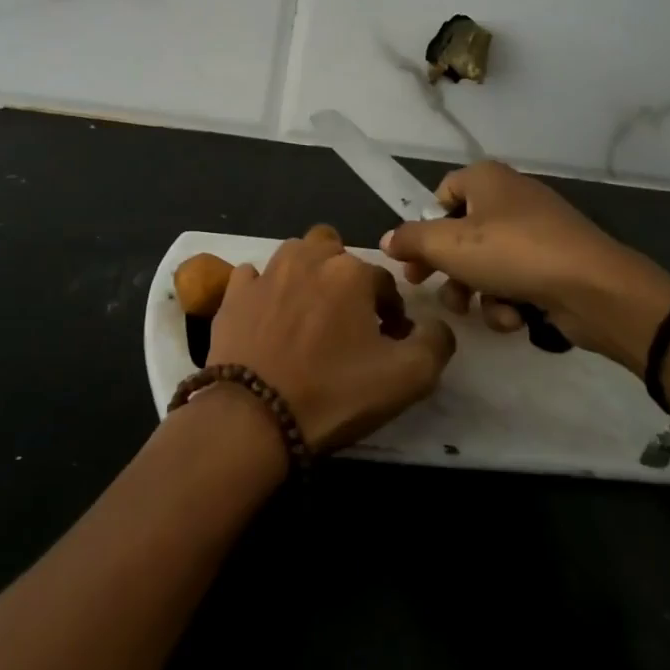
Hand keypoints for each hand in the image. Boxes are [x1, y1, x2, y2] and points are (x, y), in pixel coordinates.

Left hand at [205, 233, 455, 454]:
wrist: (254, 416)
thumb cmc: (333, 393)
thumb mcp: (407, 378)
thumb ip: (435, 342)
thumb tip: (435, 324)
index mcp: (351, 271)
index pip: (384, 282)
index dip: (391, 312)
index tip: (388, 343)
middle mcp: (307, 258)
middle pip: (335, 253)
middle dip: (346, 278)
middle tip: (347, 321)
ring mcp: (266, 272)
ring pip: (295, 256)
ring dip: (307, 276)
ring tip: (309, 318)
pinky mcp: (234, 293)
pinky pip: (254, 277)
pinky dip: (264, 290)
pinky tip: (268, 317)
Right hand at [380, 162, 669, 374]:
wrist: (596, 289)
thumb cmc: (513, 253)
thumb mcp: (448, 245)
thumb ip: (411, 240)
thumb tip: (387, 240)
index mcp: (487, 179)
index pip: (442, 193)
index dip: (423, 226)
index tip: (413, 258)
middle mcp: (512, 198)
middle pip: (462, 232)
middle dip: (446, 267)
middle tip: (428, 288)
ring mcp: (538, 232)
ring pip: (487, 262)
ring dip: (475, 290)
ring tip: (475, 310)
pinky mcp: (557, 265)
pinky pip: (517, 279)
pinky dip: (509, 300)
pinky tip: (515, 318)